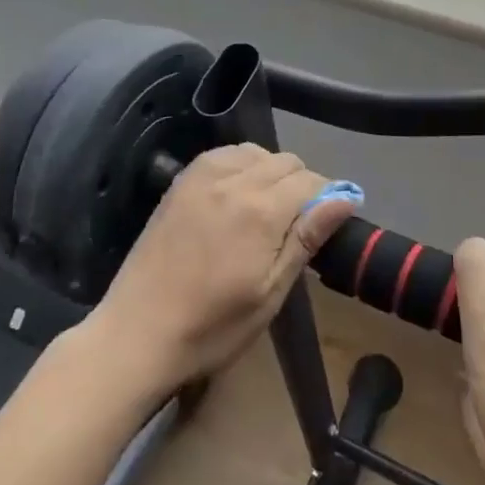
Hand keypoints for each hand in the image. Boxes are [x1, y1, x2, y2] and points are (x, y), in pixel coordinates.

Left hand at [85, 145, 361, 394]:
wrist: (138, 332)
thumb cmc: (213, 327)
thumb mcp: (270, 292)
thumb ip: (306, 238)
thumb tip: (346, 197)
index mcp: (260, 210)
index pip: (311, 181)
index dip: (326, 199)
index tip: (325, 226)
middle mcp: (232, 180)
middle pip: (285, 161)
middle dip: (301, 184)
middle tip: (296, 225)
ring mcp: (201, 176)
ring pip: (255, 152)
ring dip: (270, 172)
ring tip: (266, 211)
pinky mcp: (180, 181)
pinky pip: (223, 155)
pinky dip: (240, 166)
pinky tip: (236, 197)